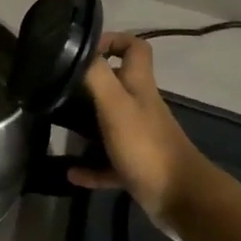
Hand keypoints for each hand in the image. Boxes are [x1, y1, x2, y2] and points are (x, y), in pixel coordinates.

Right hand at [68, 34, 208, 228]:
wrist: (183, 200)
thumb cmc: (147, 146)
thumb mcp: (116, 105)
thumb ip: (96, 76)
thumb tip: (74, 48)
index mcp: (139, 87)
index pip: (135, 47)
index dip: (112, 40)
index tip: (81, 50)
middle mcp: (140, 107)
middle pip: (117, 84)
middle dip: (89, 84)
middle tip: (58, 89)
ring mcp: (139, 138)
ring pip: (109, 123)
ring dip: (85, 125)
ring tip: (57, 125)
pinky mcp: (136, 167)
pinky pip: (107, 163)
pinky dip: (89, 167)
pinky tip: (71, 173)